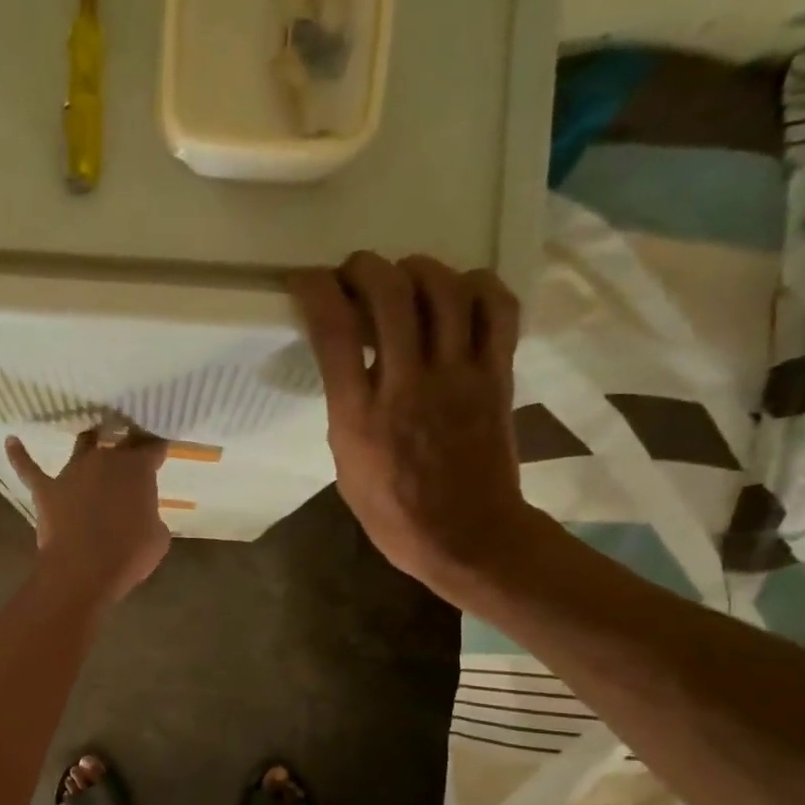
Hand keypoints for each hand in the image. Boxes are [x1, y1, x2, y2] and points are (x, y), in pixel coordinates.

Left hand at [6, 428, 170, 606]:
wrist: (84, 570)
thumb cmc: (129, 554)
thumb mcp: (157, 536)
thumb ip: (150, 516)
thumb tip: (139, 515)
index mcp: (137, 469)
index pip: (152, 446)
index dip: (157, 447)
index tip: (160, 449)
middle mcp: (105, 460)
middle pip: (118, 441)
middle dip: (126, 441)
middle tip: (131, 443)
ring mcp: (72, 472)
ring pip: (82, 445)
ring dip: (89, 443)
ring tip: (92, 438)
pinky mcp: (46, 489)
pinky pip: (29, 468)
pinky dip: (20, 455)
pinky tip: (11, 441)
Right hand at [290, 252, 542, 603]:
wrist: (467, 537)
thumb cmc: (394, 514)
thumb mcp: (346, 465)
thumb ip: (347, 410)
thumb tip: (351, 368)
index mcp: (359, 415)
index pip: (332, 330)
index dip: (315, 289)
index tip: (306, 282)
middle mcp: (407, 384)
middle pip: (390, 292)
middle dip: (365, 267)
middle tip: (356, 273)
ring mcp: (459, 376)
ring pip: (445, 288)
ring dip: (419, 269)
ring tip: (406, 278)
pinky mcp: (497, 376)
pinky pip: (498, 309)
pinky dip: (479, 287)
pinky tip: (461, 293)